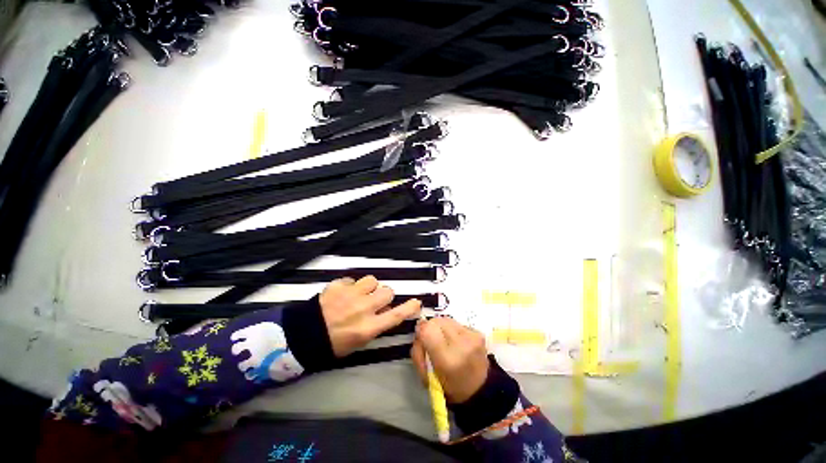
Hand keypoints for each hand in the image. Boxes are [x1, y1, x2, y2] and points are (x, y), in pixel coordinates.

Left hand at [320, 276, 421, 356]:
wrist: (302, 335)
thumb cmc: (332, 344)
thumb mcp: (357, 343)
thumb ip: (374, 326)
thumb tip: (383, 313)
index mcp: (369, 327)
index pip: (397, 315)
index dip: (409, 307)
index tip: (416, 302)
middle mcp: (364, 308)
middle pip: (387, 292)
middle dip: (383, 295)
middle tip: (374, 301)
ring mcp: (351, 295)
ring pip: (372, 281)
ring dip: (368, 287)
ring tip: (358, 293)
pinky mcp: (338, 285)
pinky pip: (353, 279)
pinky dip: (350, 285)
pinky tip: (343, 293)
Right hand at [411, 317, 489, 403]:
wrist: (479, 389)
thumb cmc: (448, 386)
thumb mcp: (426, 376)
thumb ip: (418, 350)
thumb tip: (419, 328)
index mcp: (447, 360)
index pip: (428, 329)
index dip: (421, 331)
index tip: (421, 338)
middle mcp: (461, 344)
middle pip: (436, 321)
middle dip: (431, 328)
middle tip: (433, 341)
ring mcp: (472, 337)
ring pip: (446, 319)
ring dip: (441, 327)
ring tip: (445, 341)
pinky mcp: (478, 332)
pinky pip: (456, 322)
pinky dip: (452, 329)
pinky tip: (456, 341)